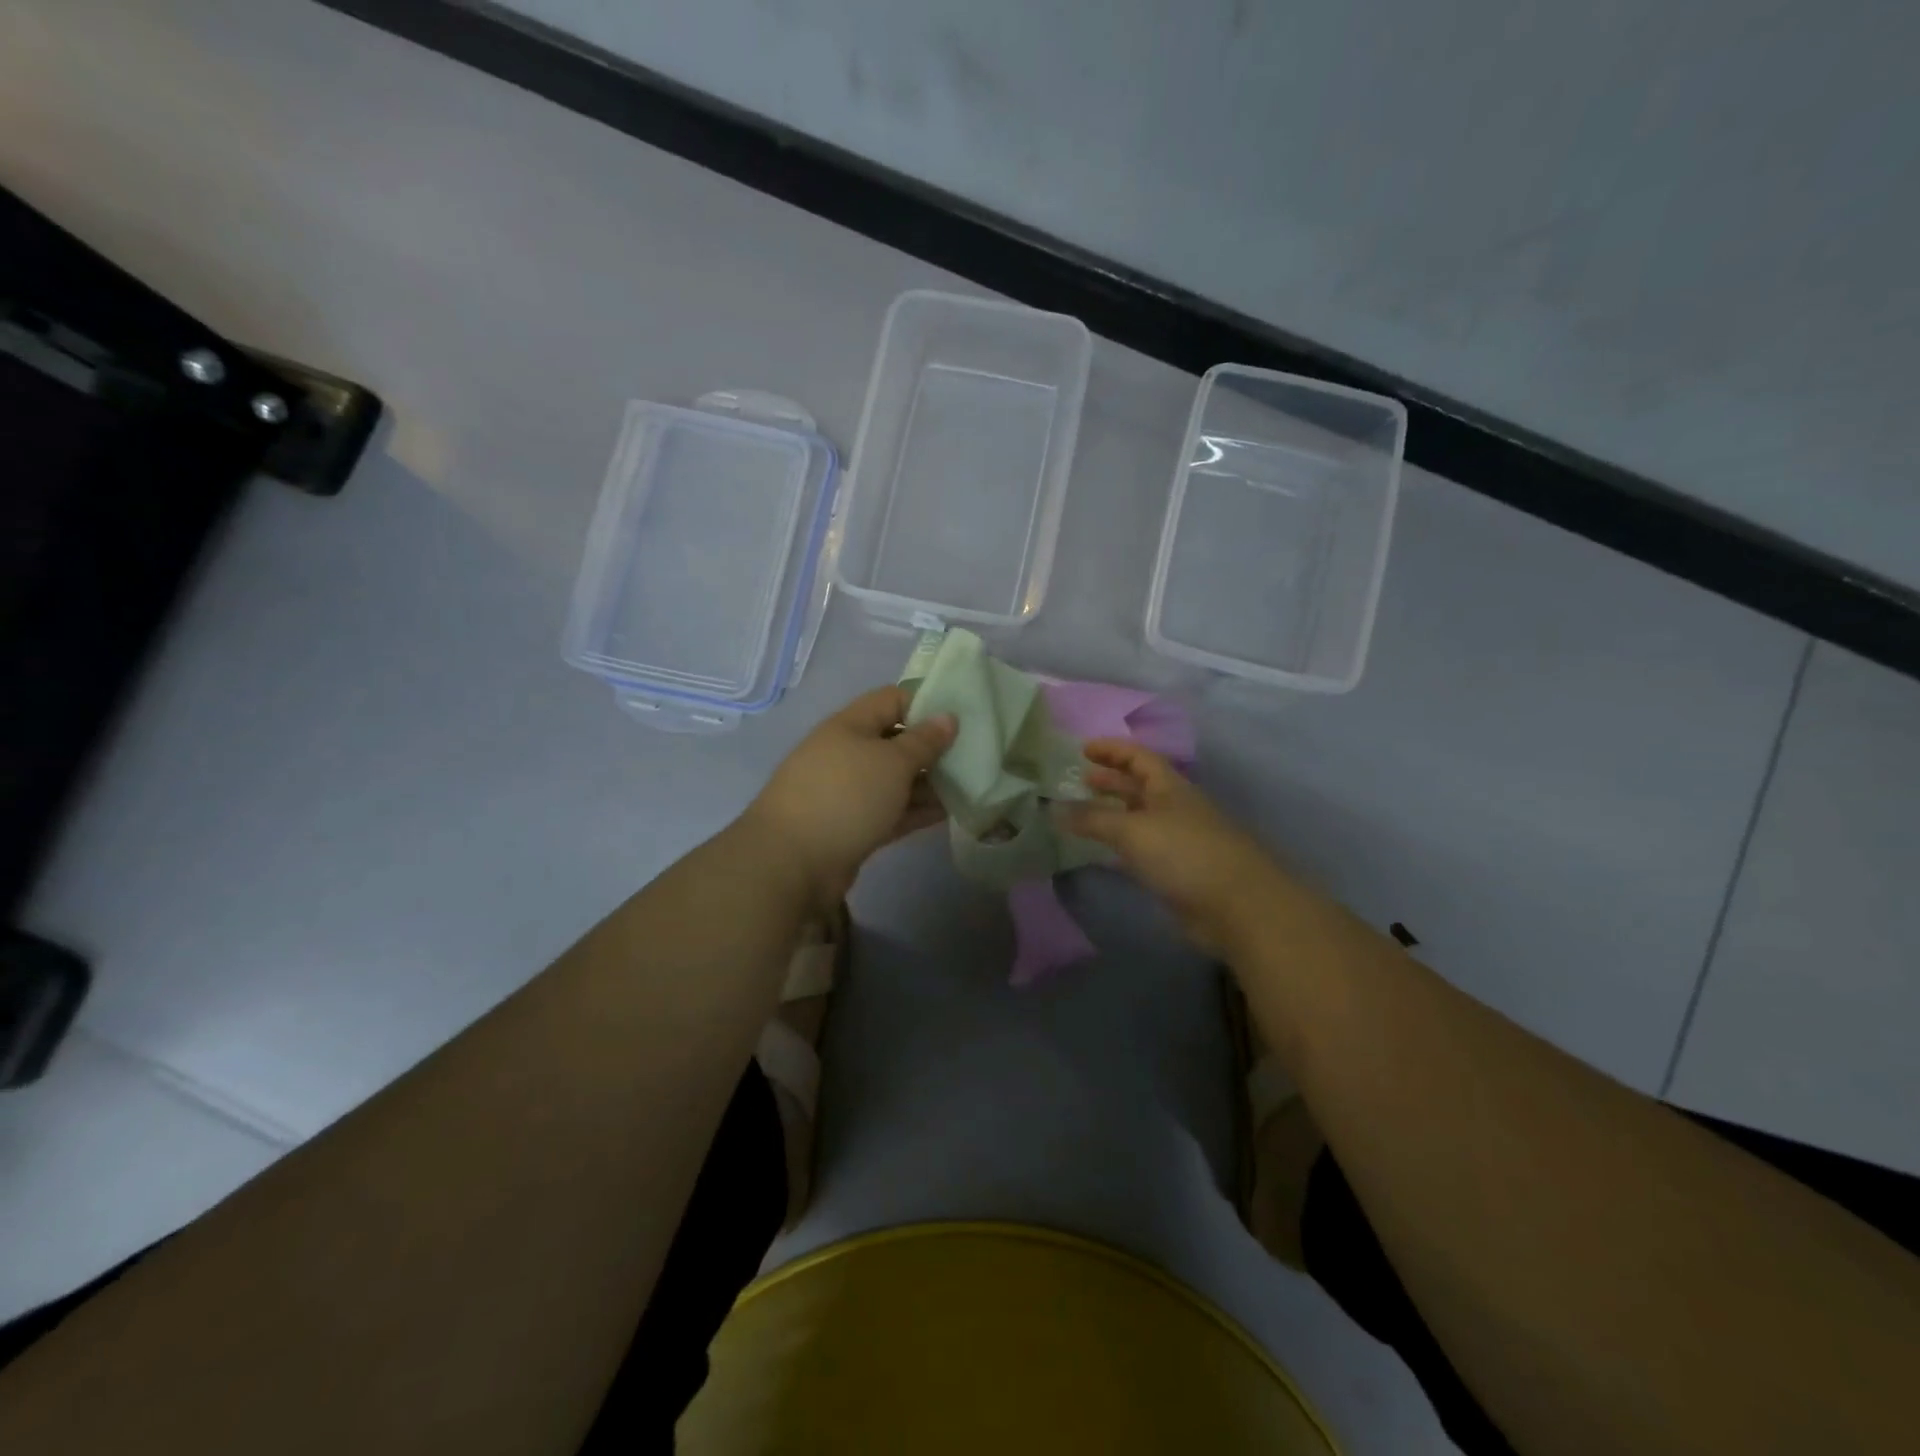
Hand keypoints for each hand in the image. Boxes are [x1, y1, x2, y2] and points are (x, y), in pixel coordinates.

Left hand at [743, 686, 956, 910]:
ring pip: (895, 780)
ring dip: (929, 784)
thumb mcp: (892, 762)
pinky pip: (890, 811)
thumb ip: (924, 741)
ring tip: (969, 787)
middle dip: (932, 749)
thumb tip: (948, 717)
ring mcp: (848, 792)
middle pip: (896, 742)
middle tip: (973, 757)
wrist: (792, 862)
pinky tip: (949, 814)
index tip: (962, 718)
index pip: (892, 700)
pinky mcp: (852, 826)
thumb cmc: (846, 796)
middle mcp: (847, 753)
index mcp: (850, 725)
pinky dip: (916, 811)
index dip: (926, 704)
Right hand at [1057, 739, 1288, 955]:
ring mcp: (1178, 839)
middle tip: (1079, 780)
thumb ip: (1092, 819)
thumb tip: (1054, 809)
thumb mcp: (1132, 830)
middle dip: (1111, 780)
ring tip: (1083, 814)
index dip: (1112, 749)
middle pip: (1139, 785)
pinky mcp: (1178, 869)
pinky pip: (1143, 846)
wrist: (1236, 906)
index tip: (1083, 749)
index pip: (1138, 756)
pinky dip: (1121, 842)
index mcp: (1169, 787)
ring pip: (1140, 817)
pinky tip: (1104, 850)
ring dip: (1113, 812)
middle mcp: (1175, 807)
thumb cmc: (1184, 854)